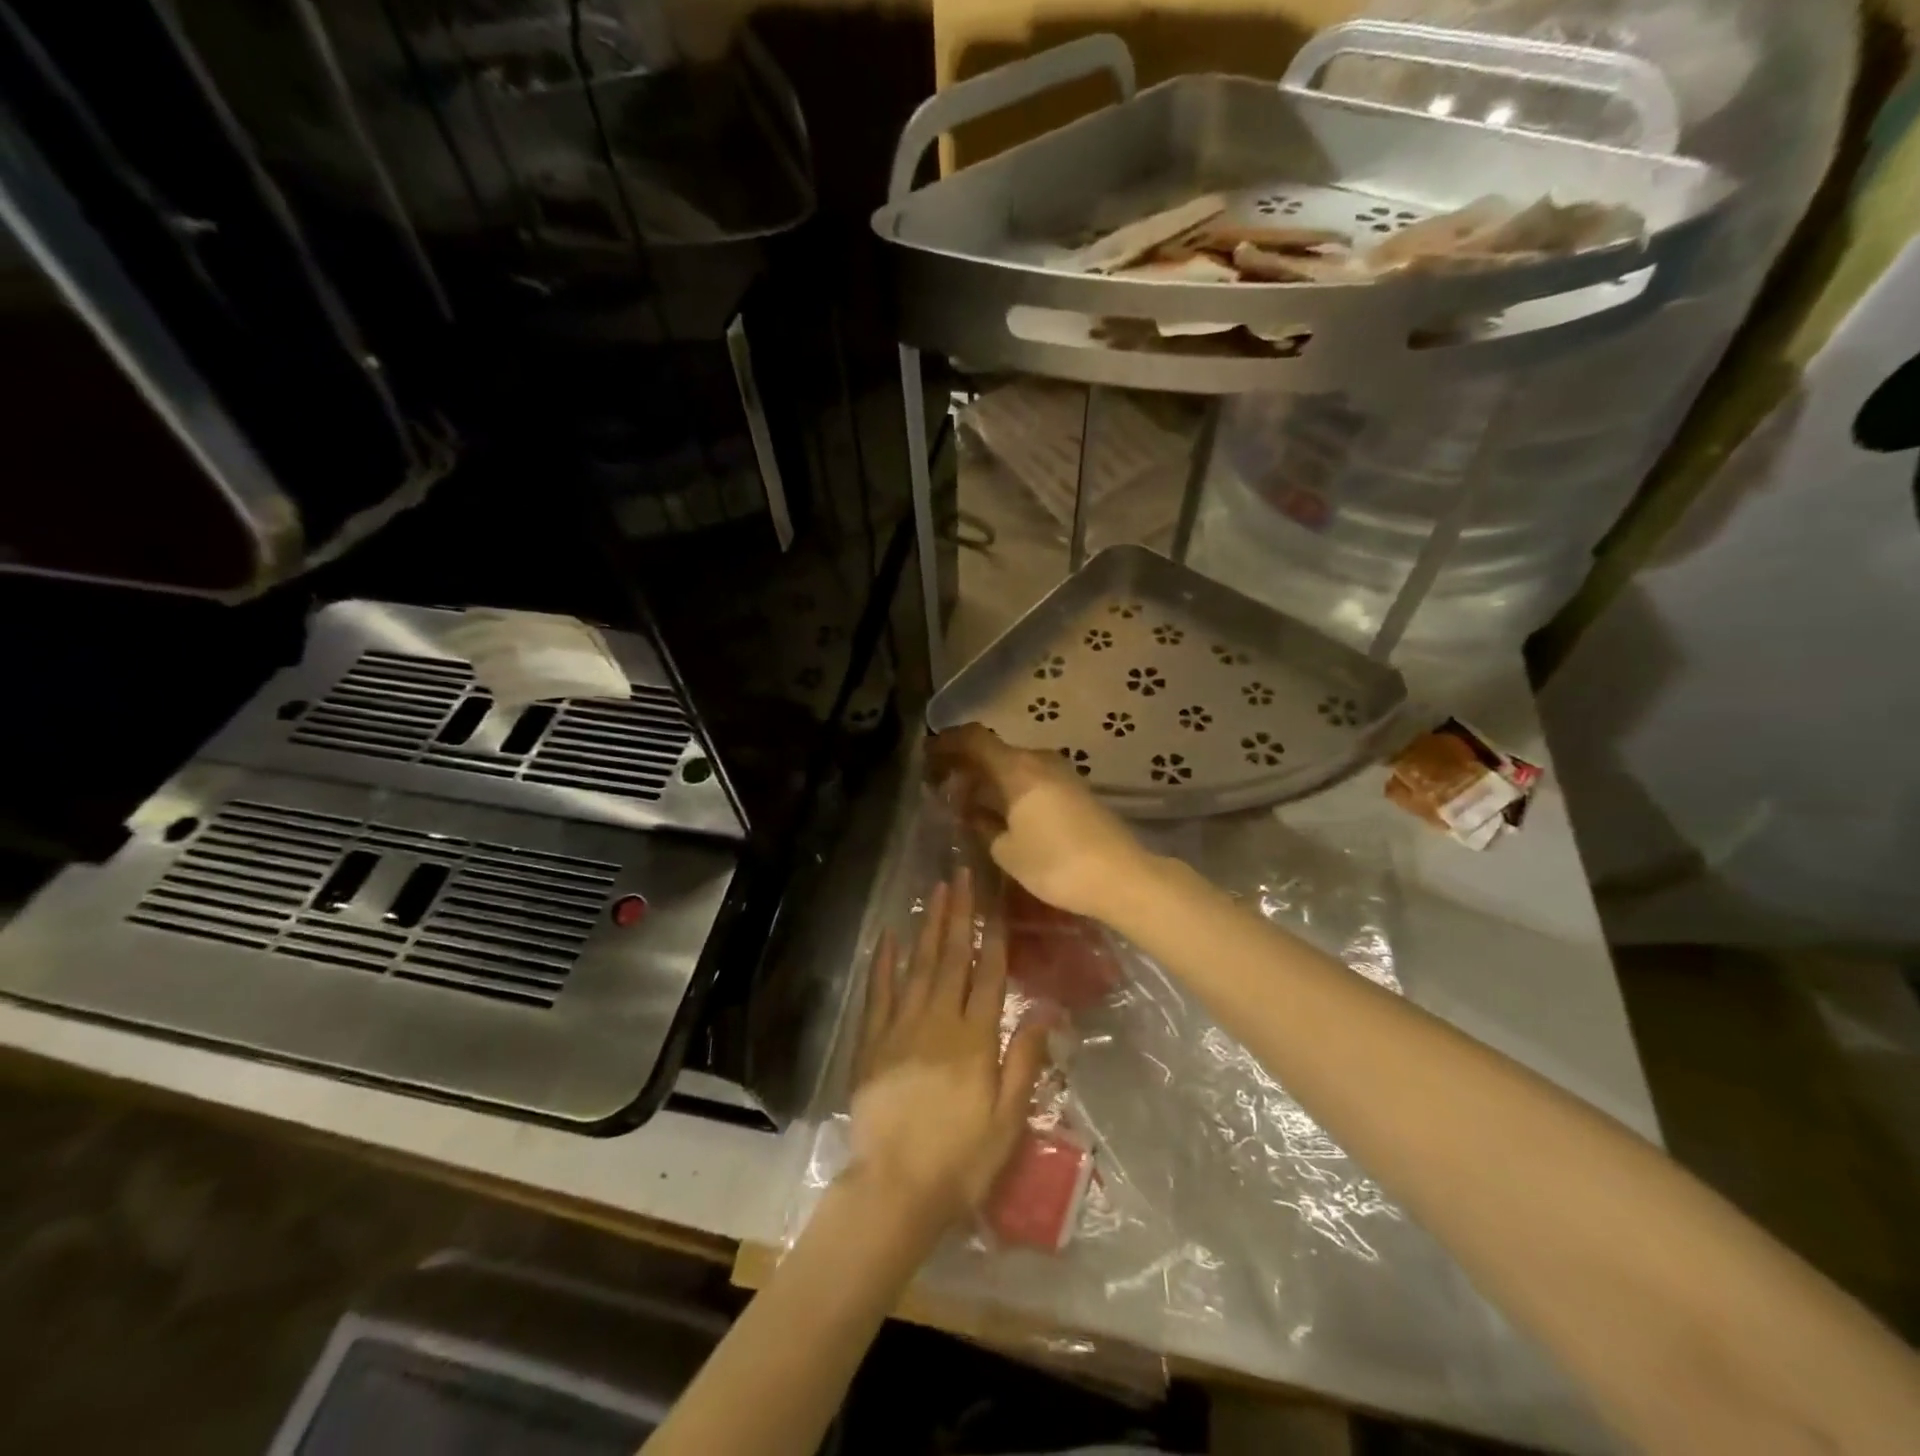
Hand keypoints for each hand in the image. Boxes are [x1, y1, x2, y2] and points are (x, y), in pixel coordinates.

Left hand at [849, 869, 1049, 1233]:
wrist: (895, 1190)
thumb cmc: (961, 1159)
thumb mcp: (1009, 1118)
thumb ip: (1025, 1058)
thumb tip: (1045, 1008)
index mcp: (974, 1038)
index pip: (988, 975)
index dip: (993, 936)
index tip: (995, 903)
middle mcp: (938, 1021)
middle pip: (952, 958)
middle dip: (959, 915)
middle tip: (961, 876)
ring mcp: (900, 1028)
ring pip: (917, 965)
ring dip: (928, 926)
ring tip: (935, 891)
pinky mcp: (872, 1042)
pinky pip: (878, 992)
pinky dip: (883, 962)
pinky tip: (888, 936)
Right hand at [928, 724, 1159, 923]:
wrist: (1121, 877)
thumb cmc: (1056, 863)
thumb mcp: (1007, 851)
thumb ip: (983, 825)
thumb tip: (972, 812)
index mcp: (1016, 768)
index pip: (973, 738)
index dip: (947, 743)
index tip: (927, 756)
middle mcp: (1039, 760)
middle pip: (994, 750)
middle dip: (966, 764)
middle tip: (941, 785)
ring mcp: (1061, 773)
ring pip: (1014, 765)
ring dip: (989, 778)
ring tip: (968, 802)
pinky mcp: (1075, 790)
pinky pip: (1032, 778)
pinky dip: (1010, 788)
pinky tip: (1001, 812)